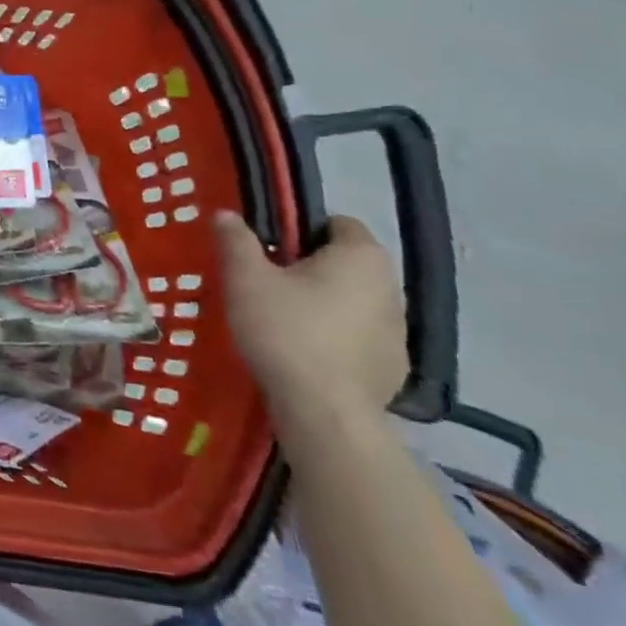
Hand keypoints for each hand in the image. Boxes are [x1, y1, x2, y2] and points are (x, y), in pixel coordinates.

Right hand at [215, 210, 406, 434]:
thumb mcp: (246, 279)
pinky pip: (358, 336)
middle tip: (266, 283)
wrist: (325, 412)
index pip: (337, 222)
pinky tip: (305, 353)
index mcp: (360, 256)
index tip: (268, 249)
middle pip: (344, 262)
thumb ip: (236, 241)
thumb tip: (227, 213)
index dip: (300, 229)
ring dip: (324, 302)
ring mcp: (398, 330)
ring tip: (282, 321)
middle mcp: (390, 286)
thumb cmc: (285, 331)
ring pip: (352, 300)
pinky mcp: (393, 366)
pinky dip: (336, 337)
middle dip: (309, 267)